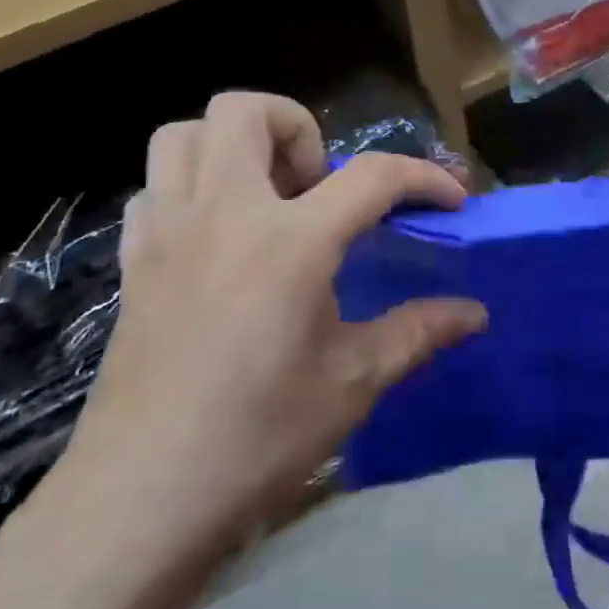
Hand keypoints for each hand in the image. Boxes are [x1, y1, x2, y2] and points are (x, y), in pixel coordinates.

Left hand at [40, 93, 484, 600]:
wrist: (143, 497)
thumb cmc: (260, 436)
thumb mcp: (355, 381)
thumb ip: (419, 332)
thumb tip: (476, 313)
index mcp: (290, 241)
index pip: (372, 176)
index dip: (423, 177)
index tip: (451, 199)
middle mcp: (224, 215)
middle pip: (246, 111)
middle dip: (299, 128)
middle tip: (323, 187)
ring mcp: (167, 233)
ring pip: (184, 134)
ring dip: (233, 146)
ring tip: (270, 199)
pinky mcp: (133, 263)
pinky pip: (154, 189)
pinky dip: (190, 190)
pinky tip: (218, 239)